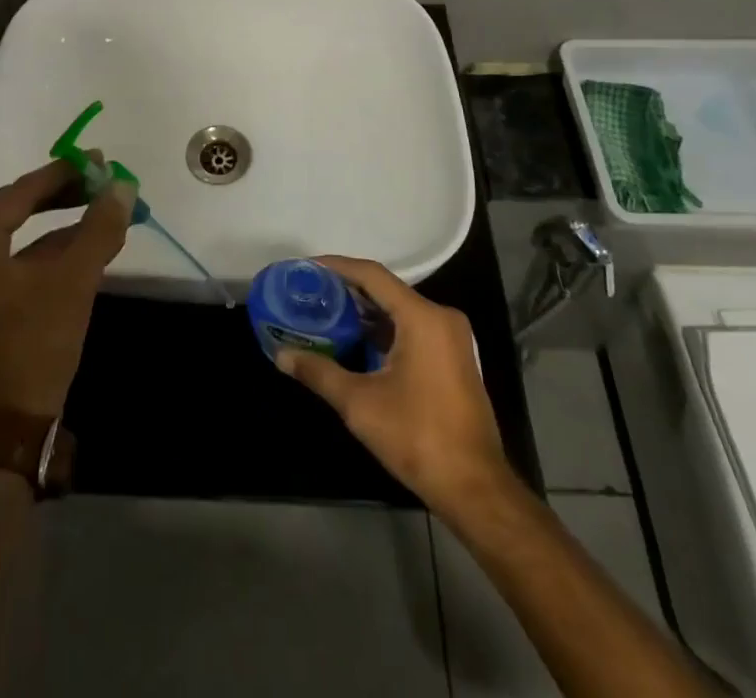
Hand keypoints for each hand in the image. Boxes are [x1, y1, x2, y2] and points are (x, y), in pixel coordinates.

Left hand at [0, 159, 132, 419]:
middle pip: (21, 211)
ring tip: (106, 213)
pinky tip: (90, 252)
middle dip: (65, 197)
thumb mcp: (74, 279)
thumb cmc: (35, 341)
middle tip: (102, 182)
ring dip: (66, 227)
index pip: (21, 192)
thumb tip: (123, 186)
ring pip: (27, 240)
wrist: (10, 424)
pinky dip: (58, 255)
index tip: (98, 161)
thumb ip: (99, 228)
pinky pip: (27, 265)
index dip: (62, 173)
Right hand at [274, 255, 522, 515]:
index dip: (337, 267)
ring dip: (365, 312)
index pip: (373, 275)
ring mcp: (451, 338)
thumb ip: (318, 371)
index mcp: (422, 317)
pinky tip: (355, 340)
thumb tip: (281, 355)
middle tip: (311, 291)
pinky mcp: (453, 358)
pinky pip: (412, 328)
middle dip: (347, 290)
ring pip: (399, 310)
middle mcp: (441, 317)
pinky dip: (383, 329)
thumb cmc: (417, 436)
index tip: (307, 267)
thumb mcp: (359, 403)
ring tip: (325, 312)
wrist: (474, 488)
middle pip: (386, 290)